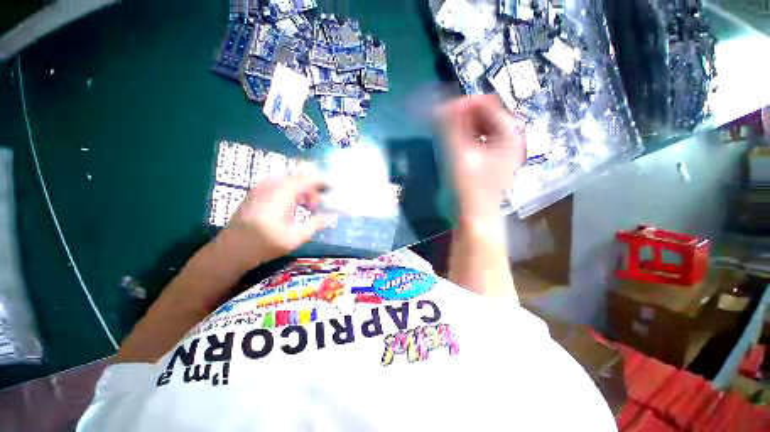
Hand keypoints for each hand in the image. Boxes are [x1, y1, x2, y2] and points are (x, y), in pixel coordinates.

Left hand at [215, 166, 333, 271]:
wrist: (230, 250)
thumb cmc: (265, 244)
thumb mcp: (296, 236)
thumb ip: (316, 223)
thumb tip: (332, 216)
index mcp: (282, 192)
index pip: (308, 179)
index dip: (322, 181)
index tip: (333, 188)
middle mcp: (271, 184)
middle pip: (298, 178)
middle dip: (312, 189)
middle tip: (318, 205)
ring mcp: (261, 187)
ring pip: (288, 181)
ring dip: (301, 191)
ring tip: (307, 207)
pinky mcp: (255, 193)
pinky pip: (278, 185)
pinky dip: (290, 192)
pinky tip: (292, 207)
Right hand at [439, 95, 525, 222]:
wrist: (475, 217)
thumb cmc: (470, 188)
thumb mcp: (459, 155)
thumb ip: (450, 127)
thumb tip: (442, 105)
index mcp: (509, 135)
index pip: (488, 104)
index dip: (466, 103)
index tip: (444, 108)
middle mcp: (508, 139)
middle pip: (485, 115)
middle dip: (463, 114)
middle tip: (442, 118)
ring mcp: (499, 151)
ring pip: (480, 128)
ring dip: (462, 125)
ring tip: (445, 129)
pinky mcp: (489, 161)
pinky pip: (477, 140)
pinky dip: (464, 137)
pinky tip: (453, 142)